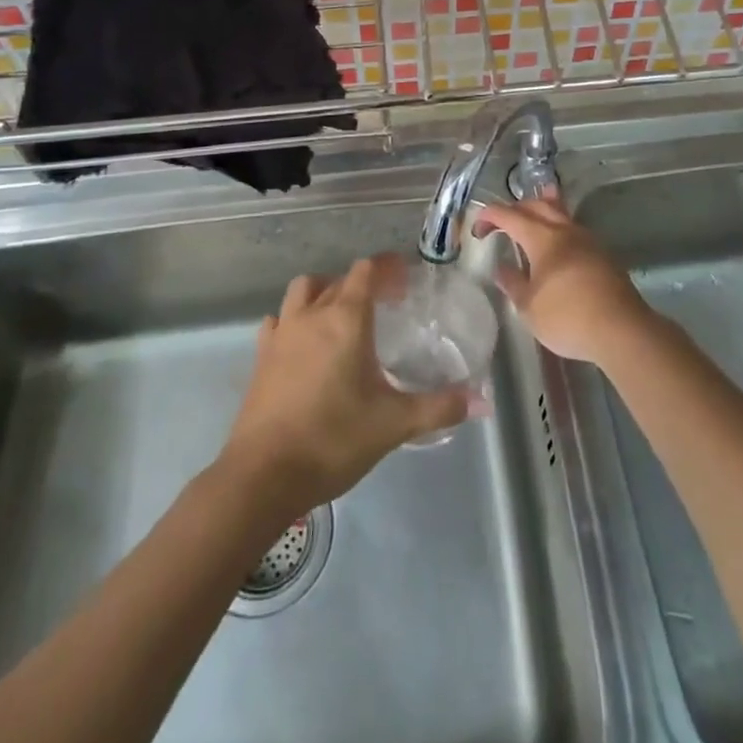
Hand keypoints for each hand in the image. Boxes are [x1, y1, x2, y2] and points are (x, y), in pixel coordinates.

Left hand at [221, 256, 467, 516]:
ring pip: (303, 290)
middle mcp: (312, 314)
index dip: (386, 268)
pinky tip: (304, 341)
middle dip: (364, 283)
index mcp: (346, 319)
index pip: (366, 272)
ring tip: (343, 314)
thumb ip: (438, 408)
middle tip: (387, 302)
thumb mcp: (393, 425)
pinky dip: (295, 319)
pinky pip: (279, 320)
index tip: (406, 280)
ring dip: (325, 291)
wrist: (263, 475)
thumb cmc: (333, 440)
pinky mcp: (261, 356)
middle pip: (339, 280)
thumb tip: (480, 402)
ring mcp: (282, 333)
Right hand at [474, 191, 654, 365]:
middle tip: (502, 222)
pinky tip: (558, 246)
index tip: (478, 229)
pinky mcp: (602, 255)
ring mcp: (588, 240)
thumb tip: (502, 268)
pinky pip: (574, 231)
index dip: (490, 216)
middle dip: (517, 208)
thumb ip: (513, 284)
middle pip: (538, 205)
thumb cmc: (568, 317)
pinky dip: (558, 229)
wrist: (622, 330)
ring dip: (542, 212)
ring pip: (560, 214)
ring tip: (532, 216)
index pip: (510, 215)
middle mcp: (565, 230)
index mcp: (542, 237)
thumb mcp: (529, 307)